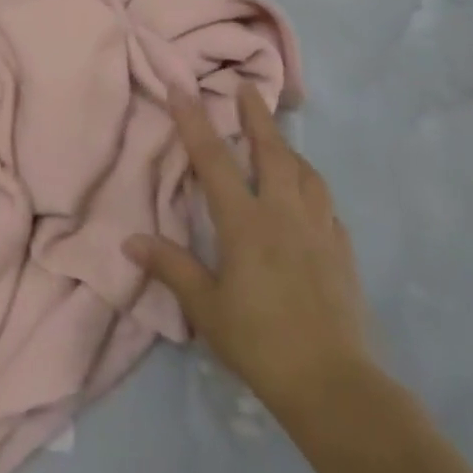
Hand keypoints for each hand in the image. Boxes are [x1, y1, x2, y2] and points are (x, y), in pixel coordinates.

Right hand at [125, 84, 374, 432]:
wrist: (334, 385)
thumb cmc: (260, 342)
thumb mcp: (205, 308)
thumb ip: (171, 267)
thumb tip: (130, 240)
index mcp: (246, 223)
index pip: (214, 160)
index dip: (195, 121)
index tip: (183, 87)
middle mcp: (283, 214)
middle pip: (271, 152)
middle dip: (256, 116)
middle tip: (248, 88)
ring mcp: (319, 230)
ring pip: (306, 173)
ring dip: (288, 149)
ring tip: (277, 140)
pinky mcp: (342, 252)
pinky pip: (326, 205)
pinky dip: (312, 188)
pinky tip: (308, 198)